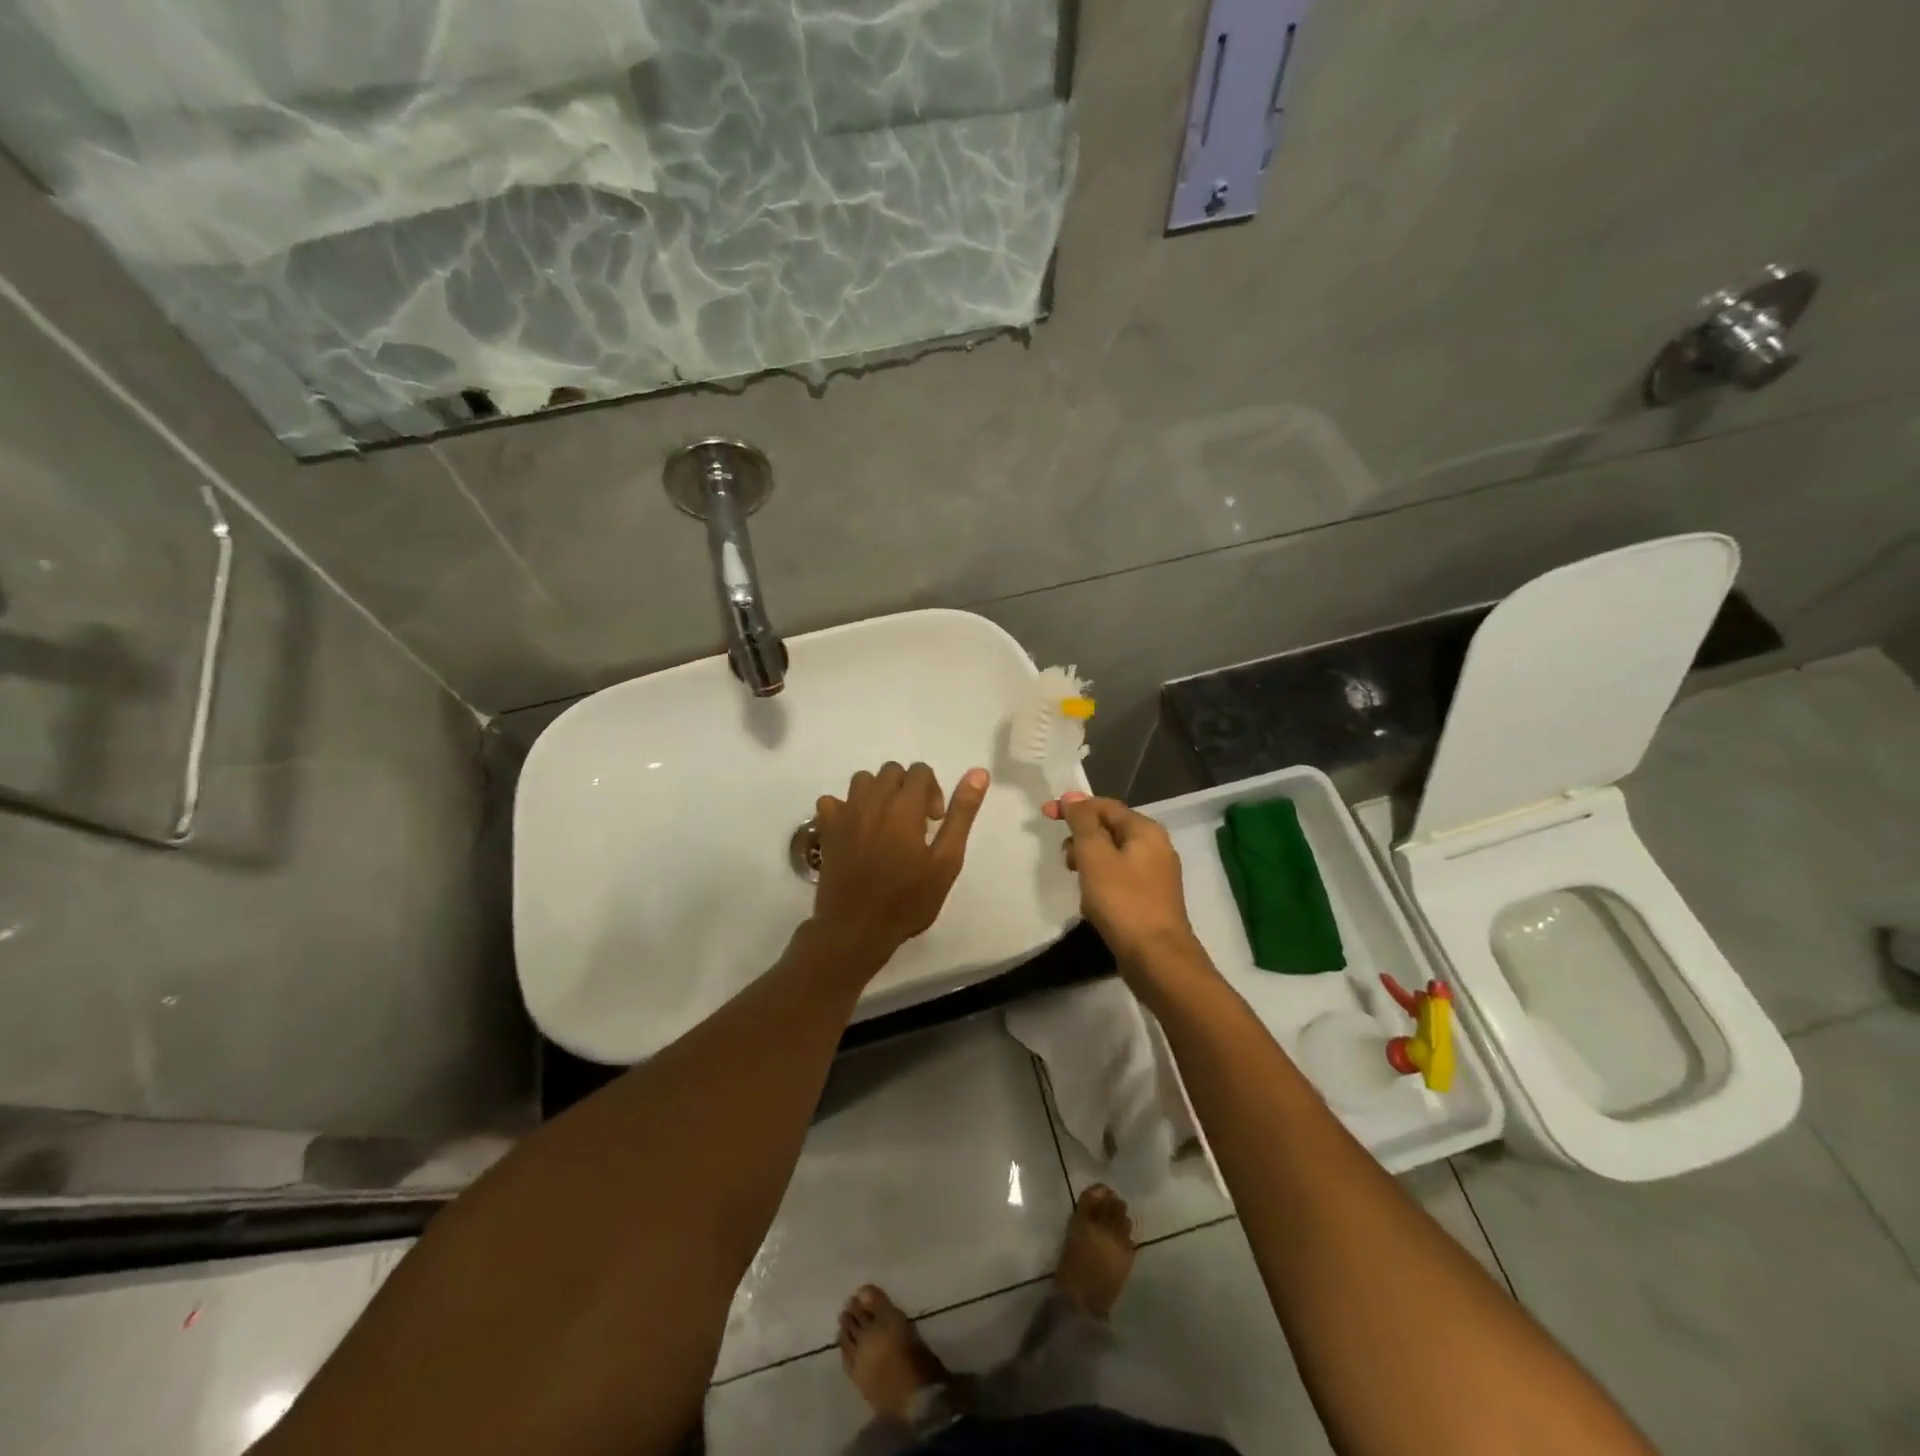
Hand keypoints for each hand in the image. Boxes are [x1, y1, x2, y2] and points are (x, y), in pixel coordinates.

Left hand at [807, 762, 989, 976]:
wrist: (856, 930)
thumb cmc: (907, 900)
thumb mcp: (946, 861)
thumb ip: (962, 814)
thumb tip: (978, 773)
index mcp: (904, 806)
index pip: (920, 771)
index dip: (933, 792)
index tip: (934, 822)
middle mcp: (873, 800)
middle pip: (892, 771)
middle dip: (907, 789)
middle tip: (913, 825)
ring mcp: (845, 813)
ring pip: (863, 780)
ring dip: (878, 793)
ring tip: (885, 824)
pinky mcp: (825, 829)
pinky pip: (832, 801)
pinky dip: (845, 807)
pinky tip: (855, 830)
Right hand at [1044, 791, 1202, 973]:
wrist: (1156, 958)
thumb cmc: (1123, 901)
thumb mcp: (1095, 855)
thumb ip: (1082, 823)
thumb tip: (1072, 797)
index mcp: (1145, 830)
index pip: (1104, 806)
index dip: (1073, 807)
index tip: (1045, 815)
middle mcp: (1155, 847)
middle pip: (1109, 829)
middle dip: (1081, 838)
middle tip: (1065, 859)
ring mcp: (1155, 874)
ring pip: (1112, 856)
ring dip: (1088, 862)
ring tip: (1077, 882)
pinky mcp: (1150, 899)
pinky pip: (1119, 878)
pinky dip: (1100, 882)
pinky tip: (1091, 902)